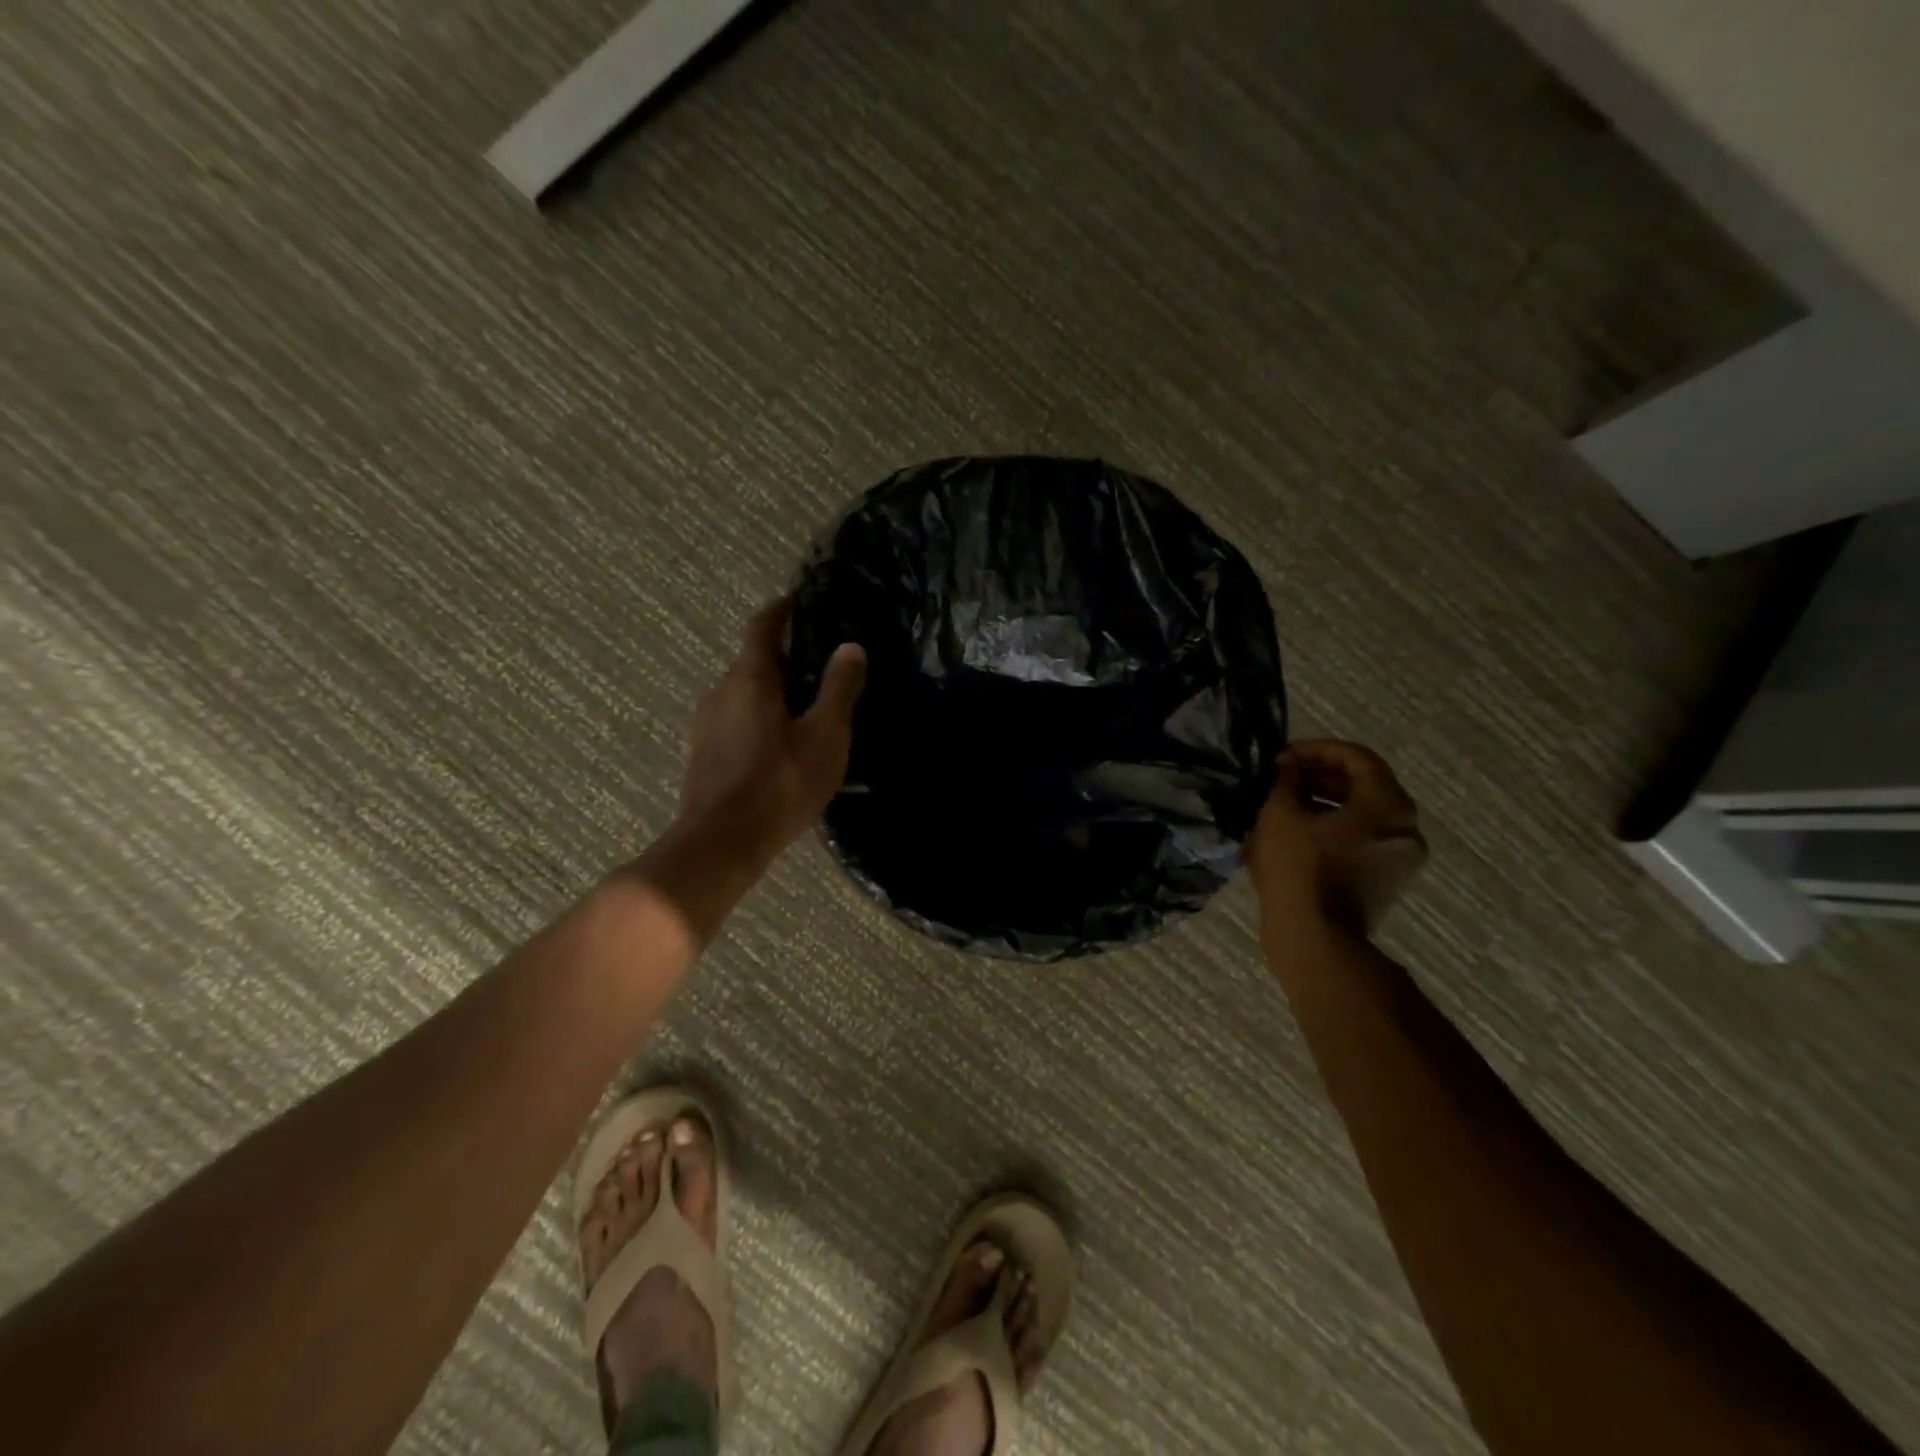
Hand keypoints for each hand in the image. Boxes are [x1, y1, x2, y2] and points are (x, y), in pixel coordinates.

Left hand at [675, 597, 866, 864]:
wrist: (723, 842)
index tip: (798, 600)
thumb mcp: (825, 735)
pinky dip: (757, 719)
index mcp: (750, 679)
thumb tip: (851, 647)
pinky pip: (734, 722)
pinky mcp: (702, 755)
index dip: (781, 610)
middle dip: (781, 656)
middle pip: (751, 662)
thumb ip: (839, 688)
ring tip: (802, 707)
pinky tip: (777, 745)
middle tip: (817, 663)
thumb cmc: (781, 782)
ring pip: (741, 694)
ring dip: (769, 691)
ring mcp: (705, 725)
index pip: (762, 627)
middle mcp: (720, 692)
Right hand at [1245, 740, 1426, 937]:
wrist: (1316, 939)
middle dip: (1318, 778)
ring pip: (1360, 816)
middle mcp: (1405, 828)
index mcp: (1388, 804)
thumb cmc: (1299, 868)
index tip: (1283, 756)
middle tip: (1280, 779)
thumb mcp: (1280, 813)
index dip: (1316, 750)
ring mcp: (1400, 858)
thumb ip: (1286, 779)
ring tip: (1282, 807)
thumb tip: (1289, 765)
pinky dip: (1332, 831)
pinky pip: (1360, 841)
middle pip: (1362, 786)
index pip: (1356, 757)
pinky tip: (1295, 837)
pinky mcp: (1386, 882)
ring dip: (1321, 805)